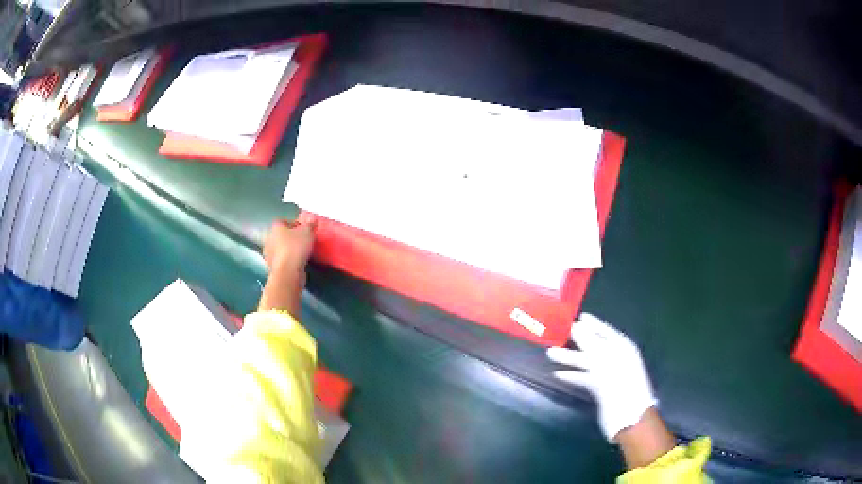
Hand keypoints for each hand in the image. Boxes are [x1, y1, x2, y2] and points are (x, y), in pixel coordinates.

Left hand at [258, 214, 316, 315]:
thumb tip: (312, 218)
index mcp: (275, 227)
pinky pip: (281, 260)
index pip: (283, 221)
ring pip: (280, 248)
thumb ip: (310, 224)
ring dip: (288, 249)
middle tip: (302, 241)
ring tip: (301, 253)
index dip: (293, 224)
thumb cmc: (296, 247)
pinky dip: (287, 260)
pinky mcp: (272, 267)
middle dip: (290, 237)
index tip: (303, 229)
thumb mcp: (308, 232)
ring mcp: (269, 254)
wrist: (287, 272)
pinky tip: (296, 263)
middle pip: (280, 235)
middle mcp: (269, 239)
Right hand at [547, 313, 657, 441]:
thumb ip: (590, 342)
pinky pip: (585, 377)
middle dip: (576, 340)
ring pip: (587, 362)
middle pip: (593, 345)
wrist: (627, 415)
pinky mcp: (602, 389)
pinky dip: (573, 375)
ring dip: (569, 358)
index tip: (577, 316)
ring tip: (550, 354)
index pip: (604, 330)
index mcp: (622, 347)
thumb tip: (576, 326)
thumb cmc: (619, 382)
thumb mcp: (604, 359)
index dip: (592, 323)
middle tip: (558, 334)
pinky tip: (559, 374)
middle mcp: (616, 358)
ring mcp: (609, 374)